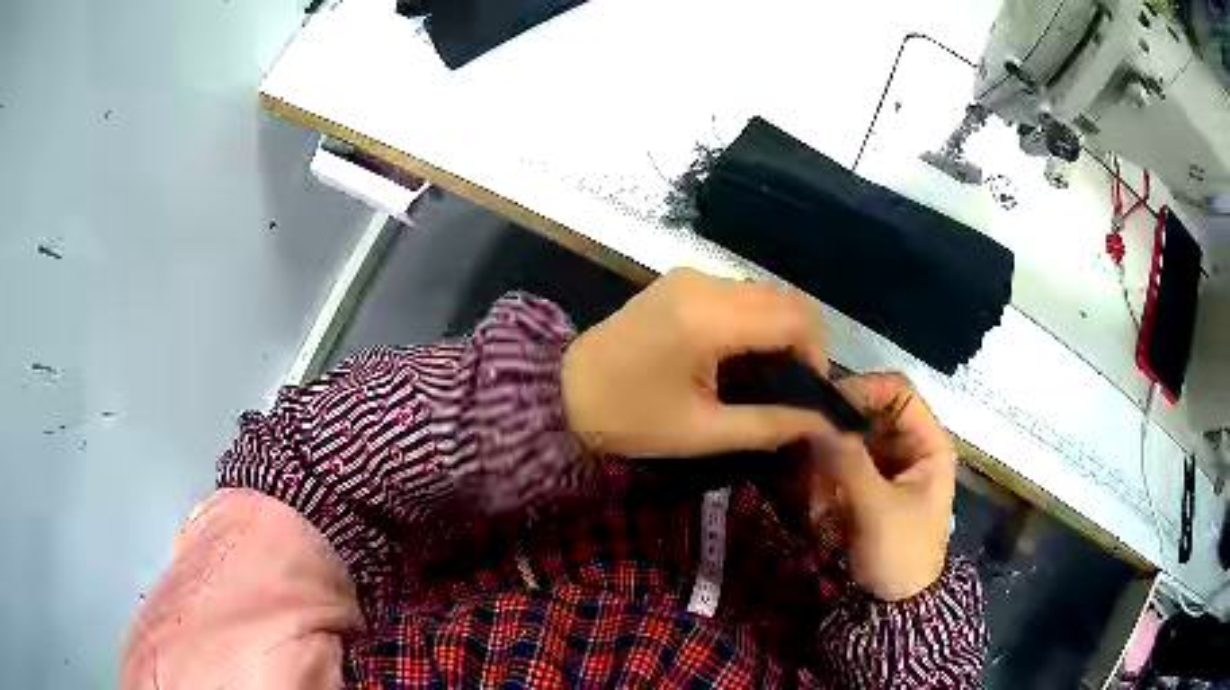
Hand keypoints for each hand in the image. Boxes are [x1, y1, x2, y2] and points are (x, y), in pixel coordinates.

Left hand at [562, 268, 831, 458]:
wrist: (563, 392)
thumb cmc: (630, 419)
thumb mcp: (703, 432)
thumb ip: (771, 425)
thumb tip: (826, 425)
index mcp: (709, 318)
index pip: (797, 317)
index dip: (817, 354)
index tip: (807, 392)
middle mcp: (704, 283)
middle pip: (785, 299)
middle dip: (800, 342)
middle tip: (787, 388)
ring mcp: (690, 276)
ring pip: (764, 293)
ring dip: (777, 330)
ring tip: (762, 376)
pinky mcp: (680, 280)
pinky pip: (738, 293)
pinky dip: (753, 321)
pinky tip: (737, 355)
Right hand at [812, 373, 955, 600]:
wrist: (896, 603)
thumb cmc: (901, 552)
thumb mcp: (877, 509)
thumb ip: (848, 462)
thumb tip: (814, 419)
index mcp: (927, 443)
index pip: (897, 391)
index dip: (863, 390)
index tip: (823, 409)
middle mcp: (906, 446)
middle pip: (865, 416)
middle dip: (837, 442)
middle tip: (813, 468)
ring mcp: (884, 466)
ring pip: (845, 444)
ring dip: (828, 471)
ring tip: (823, 506)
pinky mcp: (865, 486)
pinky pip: (838, 469)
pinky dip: (825, 487)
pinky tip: (825, 516)